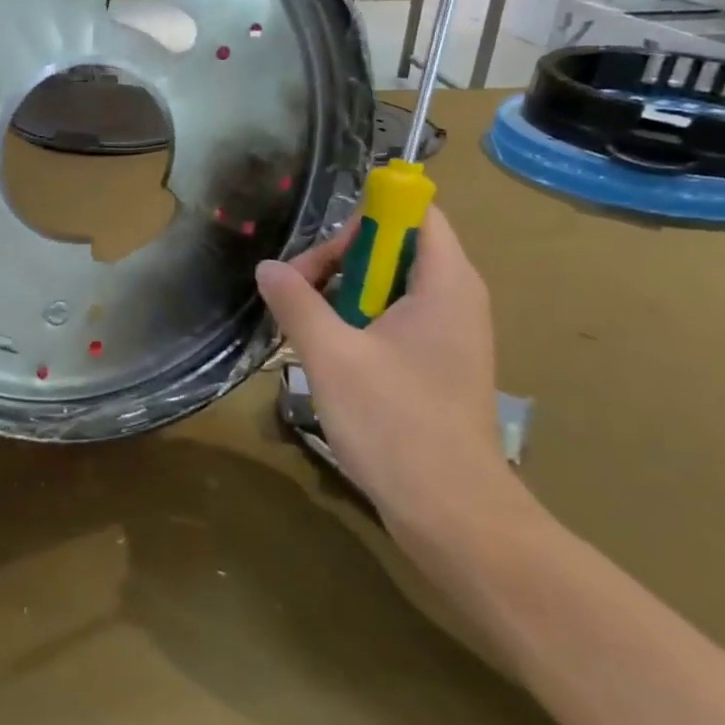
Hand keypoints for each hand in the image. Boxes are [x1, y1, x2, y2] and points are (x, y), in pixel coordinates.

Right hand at [256, 207, 538, 561]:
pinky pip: (395, 320)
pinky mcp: (438, 366)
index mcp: (445, 282)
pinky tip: (327, 355)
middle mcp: (456, 298)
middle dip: (342, 260)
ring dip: (344, 295)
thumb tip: (268, 266)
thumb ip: (297, 302)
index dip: (366, 215)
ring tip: (306, 328)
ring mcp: (450, 334)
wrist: (452, 513)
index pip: (415, 211)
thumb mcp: (332, 355)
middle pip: (396, 246)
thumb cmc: (396, 424)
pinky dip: (359, 323)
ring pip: (390, 286)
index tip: (319, 250)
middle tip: (299, 293)